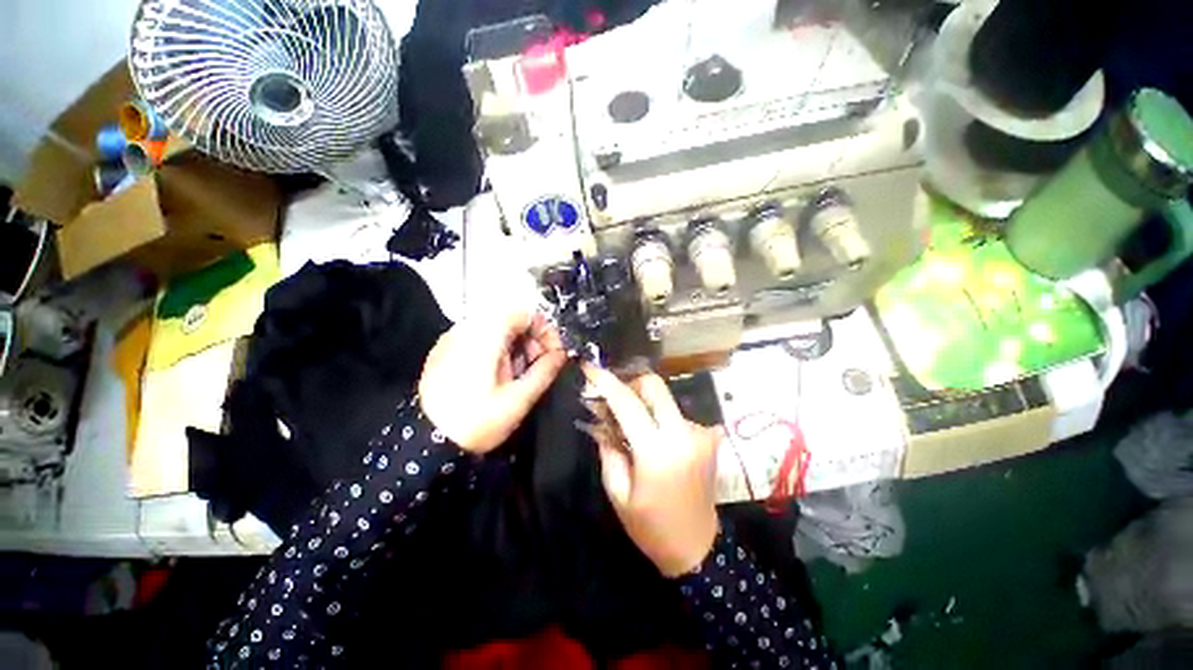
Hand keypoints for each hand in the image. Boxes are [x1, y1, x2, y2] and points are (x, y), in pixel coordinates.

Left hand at [419, 306, 566, 452]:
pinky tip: (498, 377)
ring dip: (516, 347)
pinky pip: (481, 339)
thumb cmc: (476, 422)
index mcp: (485, 337)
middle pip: (511, 320)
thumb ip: (544, 371)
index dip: (544, 330)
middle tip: (538, 367)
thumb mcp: (518, 400)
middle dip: (531, 340)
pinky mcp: (445, 350)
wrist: (423, 445)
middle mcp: (467, 329)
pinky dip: (498, 351)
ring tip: (519, 375)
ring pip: (497, 329)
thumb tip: (562, 354)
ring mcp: (453, 339)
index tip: (552, 354)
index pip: (524, 312)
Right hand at [582, 365, 720, 576]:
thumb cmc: (651, 527)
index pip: (628, 402)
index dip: (606, 381)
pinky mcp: (708, 437)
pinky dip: (659, 417)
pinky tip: (652, 437)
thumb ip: (608, 449)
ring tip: (631, 424)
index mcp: (657, 451)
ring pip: (665, 399)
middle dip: (630, 384)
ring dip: (644, 403)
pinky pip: (676, 414)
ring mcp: (700, 433)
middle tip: (614, 400)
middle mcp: (683, 433)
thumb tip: (601, 418)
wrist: (698, 548)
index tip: (589, 368)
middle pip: (654, 385)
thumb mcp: (618, 492)